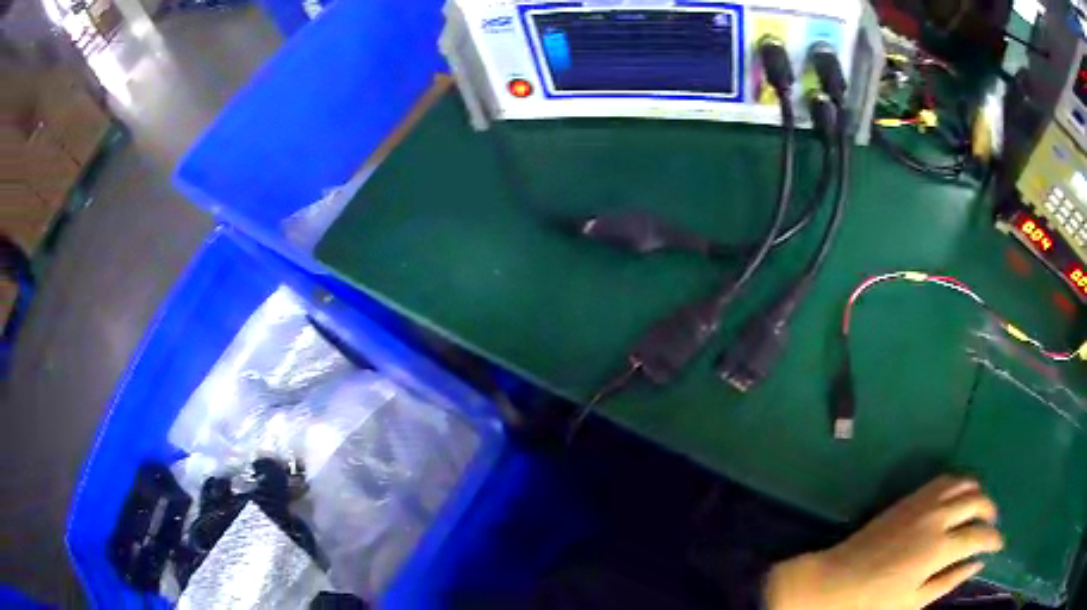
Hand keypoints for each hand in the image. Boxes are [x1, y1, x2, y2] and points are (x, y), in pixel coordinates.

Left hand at [765, 476, 1003, 609]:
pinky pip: (943, 480)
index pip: (979, 536)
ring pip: (963, 483)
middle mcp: (936, 517)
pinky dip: (960, 483)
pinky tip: (960, 498)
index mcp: (939, 548)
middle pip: (977, 501)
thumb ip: (950, 580)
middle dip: (991, 511)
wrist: (831, 582)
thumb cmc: (872, 602)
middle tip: (992, 526)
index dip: (994, 540)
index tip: (1000, 545)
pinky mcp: (909, 498)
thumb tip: (978, 564)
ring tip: (981, 509)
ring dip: (978, 492)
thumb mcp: (914, 601)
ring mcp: (922, 503)